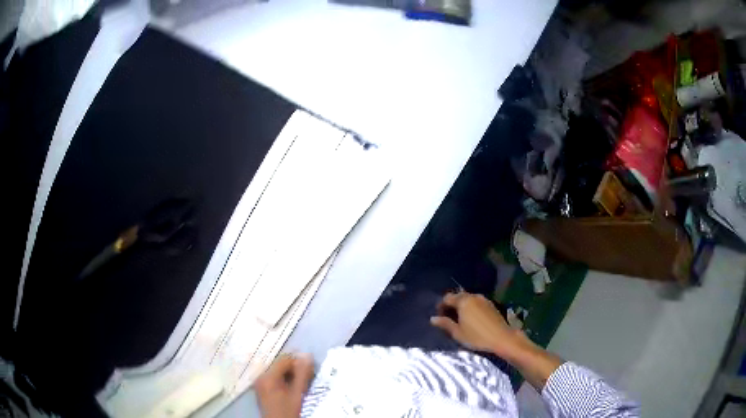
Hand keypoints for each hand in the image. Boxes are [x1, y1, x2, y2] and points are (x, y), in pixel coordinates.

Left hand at [254, 353, 314, 417]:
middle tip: (308, 378)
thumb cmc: (287, 411)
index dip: (299, 362)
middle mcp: (261, 376)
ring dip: (290, 375)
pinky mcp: (261, 388)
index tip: (311, 370)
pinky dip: (284, 380)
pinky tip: (292, 388)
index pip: (284, 360)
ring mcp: (260, 382)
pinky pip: (274, 378)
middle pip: (280, 365)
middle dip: (295, 369)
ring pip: (278, 371)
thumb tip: (307, 356)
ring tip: (301, 384)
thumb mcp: (297, 394)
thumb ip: (302, 375)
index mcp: (268, 376)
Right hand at [430, 292, 525, 358]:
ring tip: (460, 319)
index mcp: (463, 301)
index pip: (447, 298)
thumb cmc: (477, 337)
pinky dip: (471, 307)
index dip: (441, 306)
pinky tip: (471, 318)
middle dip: (451, 305)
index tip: (439, 317)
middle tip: (448, 318)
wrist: (502, 338)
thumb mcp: (458, 333)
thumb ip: (445, 324)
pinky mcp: (491, 304)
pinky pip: (476, 302)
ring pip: (468, 299)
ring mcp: (483, 299)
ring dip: (461, 306)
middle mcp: (473, 296)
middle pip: (458, 296)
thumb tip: (433, 319)